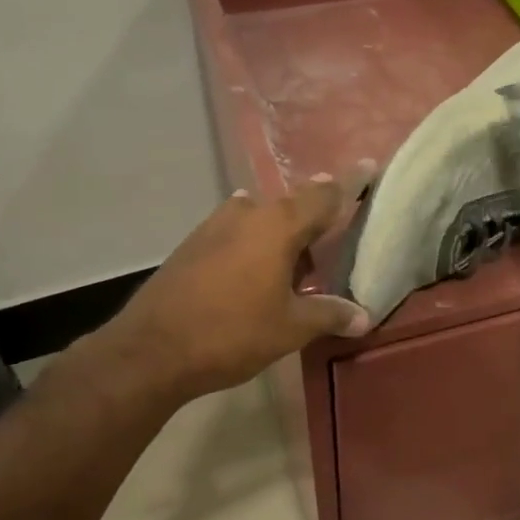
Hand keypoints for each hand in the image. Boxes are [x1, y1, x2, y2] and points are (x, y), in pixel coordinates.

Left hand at [83, 173, 371, 405]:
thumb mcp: (291, 328)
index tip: (369, 167)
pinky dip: (255, 246)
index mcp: (278, 225)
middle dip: (315, 220)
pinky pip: (237, 234)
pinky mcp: (192, 245)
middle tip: (336, 242)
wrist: (150, 352)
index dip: (351, 183)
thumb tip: (364, 317)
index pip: (325, 195)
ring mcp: (214, 226)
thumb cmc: (232, 333)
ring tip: (299, 267)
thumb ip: (330, 314)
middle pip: (292, 206)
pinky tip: (259, 276)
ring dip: (282, 236)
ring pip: (261, 219)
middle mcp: (247, 213)